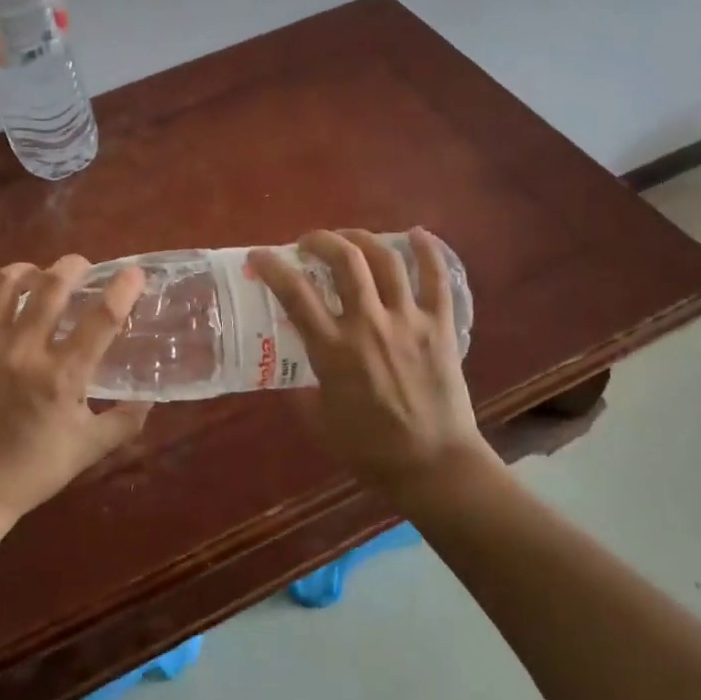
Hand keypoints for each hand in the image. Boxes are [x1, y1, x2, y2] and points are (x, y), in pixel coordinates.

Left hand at [0, 255, 151, 520]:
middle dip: (73, 266)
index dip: (123, 289)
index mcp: (61, 377)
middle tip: (81, 267)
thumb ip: (124, 421)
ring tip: (37, 275)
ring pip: (6, 283)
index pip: (102, 319)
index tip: (134, 272)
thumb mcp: (87, 450)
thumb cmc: (31, 471)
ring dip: (28, 270)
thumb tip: (150, 397)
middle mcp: (23, 352)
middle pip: (52, 286)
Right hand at [249, 228, 491, 498]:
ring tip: (350, 238)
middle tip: (309, 242)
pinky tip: (418, 233)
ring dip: (363, 238)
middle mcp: (369, 325)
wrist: (433, 466)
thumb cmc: (369, 449)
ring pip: (386, 260)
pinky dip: (428, 251)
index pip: (294, 293)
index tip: (259, 256)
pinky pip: (437, 279)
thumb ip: (301, 388)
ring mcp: (408, 321)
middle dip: (321, 240)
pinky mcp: (440, 326)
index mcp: (333, 350)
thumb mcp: (318, 420)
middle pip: (345, 261)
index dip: (272, 266)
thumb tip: (290, 369)